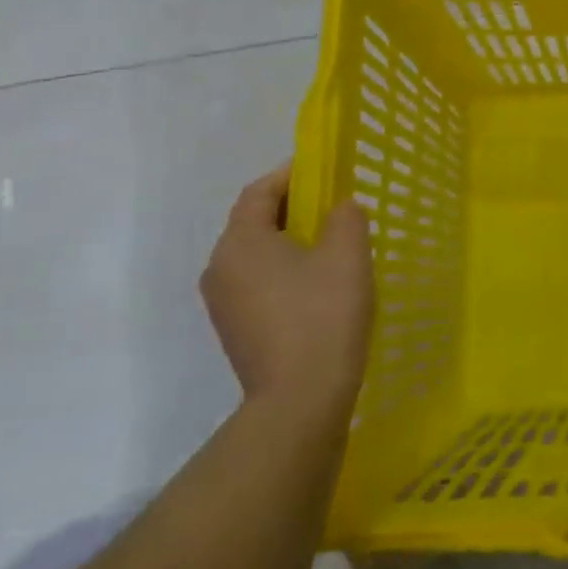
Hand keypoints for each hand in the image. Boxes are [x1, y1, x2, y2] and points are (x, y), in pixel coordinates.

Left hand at [200, 165, 373, 423]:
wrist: (300, 399)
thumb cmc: (323, 316)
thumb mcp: (347, 255)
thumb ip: (346, 217)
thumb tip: (340, 208)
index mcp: (240, 243)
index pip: (259, 192)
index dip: (291, 174)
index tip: (324, 169)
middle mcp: (220, 268)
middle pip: (254, 222)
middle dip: (293, 208)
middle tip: (335, 207)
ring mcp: (223, 303)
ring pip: (257, 255)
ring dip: (290, 242)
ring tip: (332, 246)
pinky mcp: (235, 330)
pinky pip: (259, 283)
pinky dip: (284, 271)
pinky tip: (318, 286)